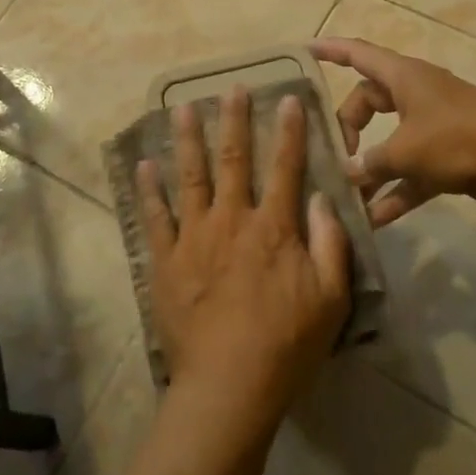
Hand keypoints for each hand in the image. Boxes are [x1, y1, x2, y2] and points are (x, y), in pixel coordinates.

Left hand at [137, 88, 351, 424]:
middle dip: (234, 120)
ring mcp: (194, 238)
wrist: (229, 385)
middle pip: (233, 160)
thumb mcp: (331, 299)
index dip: (289, 131)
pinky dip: (148, 190)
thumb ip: (330, 244)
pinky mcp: (166, 261)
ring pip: (190, 177)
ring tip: (182, 109)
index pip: (284, 167)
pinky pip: (155, 218)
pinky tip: (144, 166)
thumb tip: (323, 198)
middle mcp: (232, 220)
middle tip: (232, 88)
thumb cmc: (286, 345)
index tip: (288, 99)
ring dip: (188, 140)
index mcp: (273, 227)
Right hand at [310, 37, 475, 226]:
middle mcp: (415, 96)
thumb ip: (371, 162)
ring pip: (388, 142)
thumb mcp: (407, 150)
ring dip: (369, 168)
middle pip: (368, 103)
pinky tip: (374, 220)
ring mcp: (432, 127)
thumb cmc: (460, 139)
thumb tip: (348, 173)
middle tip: (333, 156)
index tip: (304, 50)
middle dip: (347, 128)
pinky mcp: (447, 158)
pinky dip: (394, 192)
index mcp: (404, 77)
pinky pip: (410, 173)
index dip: (330, 50)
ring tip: (344, 194)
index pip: (358, 53)